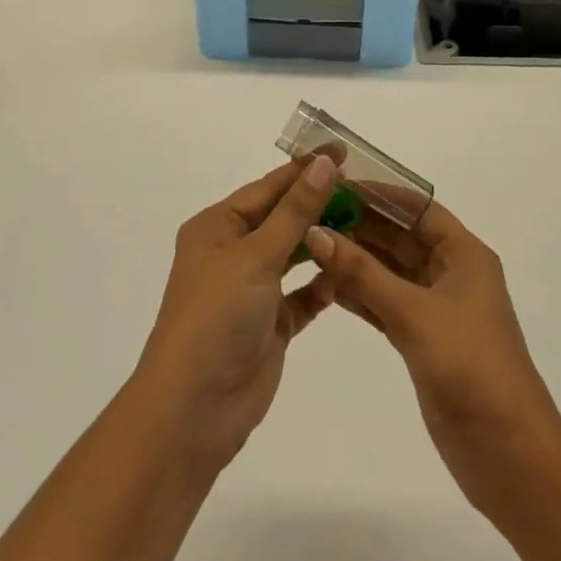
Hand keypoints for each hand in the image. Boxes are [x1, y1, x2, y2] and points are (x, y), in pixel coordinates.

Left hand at [134, 152, 342, 466]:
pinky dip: (322, 285)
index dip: (305, 169)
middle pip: (281, 218)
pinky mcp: (270, 325)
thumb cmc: (217, 316)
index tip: (343, 152)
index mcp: (217, 227)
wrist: (195, 408)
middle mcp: (232, 253)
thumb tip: (324, 164)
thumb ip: (295, 211)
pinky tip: (348, 274)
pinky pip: (302, 296)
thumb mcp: (256, 255)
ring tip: (365, 224)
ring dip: (323, 242)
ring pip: (293, 255)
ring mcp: (251, 290)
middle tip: (365, 190)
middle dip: (318, 204)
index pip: (268, 188)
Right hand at [304, 201, 560, 518]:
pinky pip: (384, 302)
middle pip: (399, 236)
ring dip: (354, 260)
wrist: (509, 455)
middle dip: (359, 225)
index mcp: (463, 254)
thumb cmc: (470, 368)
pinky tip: (324, 285)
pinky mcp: (422, 339)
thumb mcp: (414, 313)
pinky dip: (358, 294)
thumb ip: (363, 272)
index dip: (378, 192)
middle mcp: (450, 272)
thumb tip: (316, 231)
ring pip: (389, 270)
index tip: (334, 182)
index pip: (416, 207)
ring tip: (308, 245)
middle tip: (310, 214)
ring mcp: (436, 307)